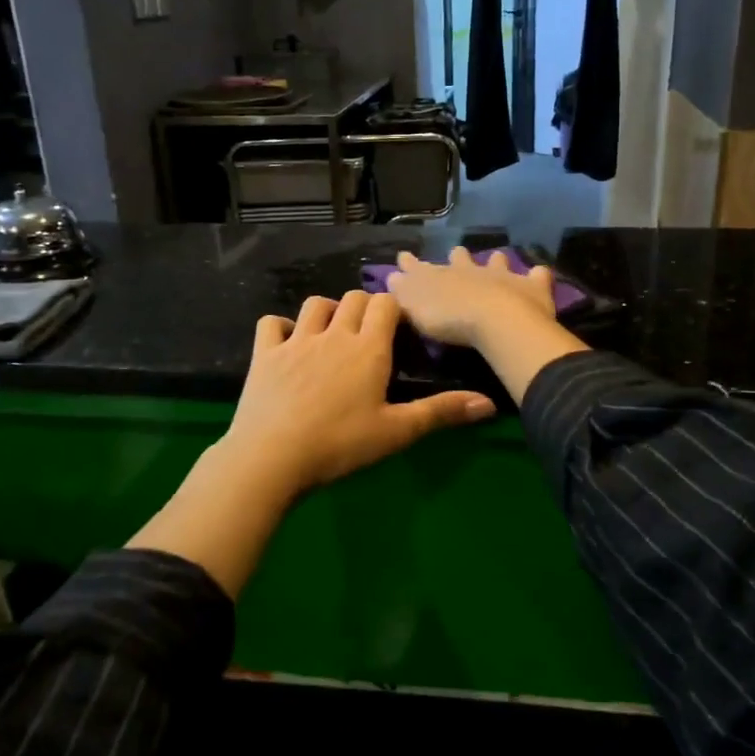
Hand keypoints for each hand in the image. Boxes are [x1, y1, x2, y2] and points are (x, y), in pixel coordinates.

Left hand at [218, 289, 495, 498]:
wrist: (272, 457)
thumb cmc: (341, 444)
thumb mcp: (397, 431)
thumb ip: (441, 412)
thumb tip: (489, 403)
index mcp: (368, 348)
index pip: (386, 304)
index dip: (394, 310)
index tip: (398, 330)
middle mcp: (334, 334)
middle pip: (352, 298)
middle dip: (364, 307)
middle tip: (369, 335)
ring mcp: (296, 341)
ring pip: (314, 304)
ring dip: (327, 311)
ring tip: (332, 333)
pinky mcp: (265, 354)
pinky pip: (271, 323)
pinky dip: (281, 326)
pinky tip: (287, 343)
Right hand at [385, 247, 558, 347]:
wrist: (494, 320)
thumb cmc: (449, 319)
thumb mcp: (414, 310)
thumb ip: (402, 294)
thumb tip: (391, 278)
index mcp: (440, 276)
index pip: (419, 267)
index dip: (410, 264)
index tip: (403, 257)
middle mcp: (469, 270)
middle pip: (460, 258)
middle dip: (456, 256)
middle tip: (456, 255)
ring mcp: (502, 275)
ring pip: (497, 261)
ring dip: (496, 261)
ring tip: (498, 259)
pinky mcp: (530, 286)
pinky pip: (537, 276)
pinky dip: (537, 276)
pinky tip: (539, 274)